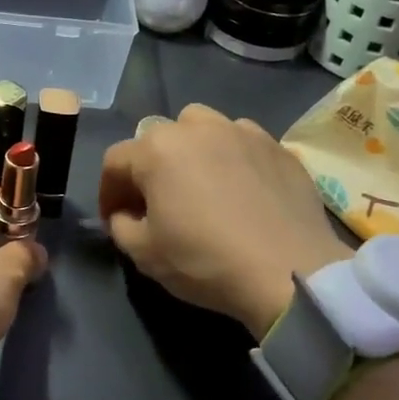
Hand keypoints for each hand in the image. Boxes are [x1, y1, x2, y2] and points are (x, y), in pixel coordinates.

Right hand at [98, 105, 351, 339]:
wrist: (290, 272)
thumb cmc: (206, 261)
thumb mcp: (144, 254)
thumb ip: (120, 226)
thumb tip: (125, 214)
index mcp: (157, 149)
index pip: (115, 161)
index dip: (108, 191)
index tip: (114, 218)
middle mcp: (197, 127)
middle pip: (158, 138)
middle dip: (149, 168)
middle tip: (156, 202)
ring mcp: (242, 131)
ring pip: (202, 129)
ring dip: (191, 151)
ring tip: (200, 184)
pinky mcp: (278, 146)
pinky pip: (242, 142)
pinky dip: (232, 158)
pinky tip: (240, 188)